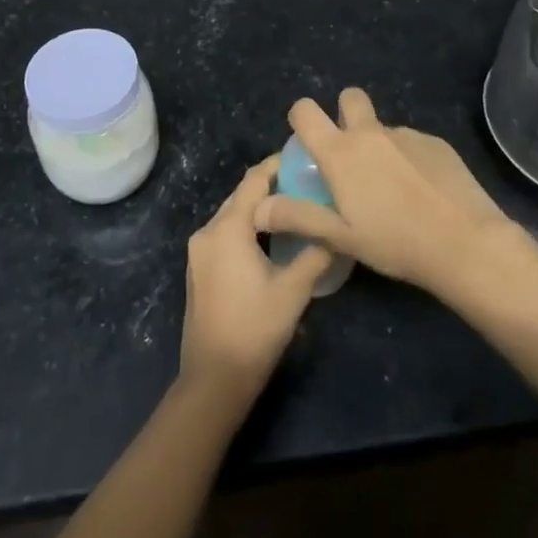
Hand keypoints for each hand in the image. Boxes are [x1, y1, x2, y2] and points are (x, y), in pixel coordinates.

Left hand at [179, 159, 334, 398]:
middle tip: (306, 182)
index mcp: (227, 228)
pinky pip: (225, 234)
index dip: (278, 164)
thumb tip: (338, 229)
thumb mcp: (294, 289)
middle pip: (241, 196)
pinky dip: (247, 227)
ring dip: (259, 208)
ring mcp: (198, 252)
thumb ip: (316, 252)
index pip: (254, 180)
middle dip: (271, 185)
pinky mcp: (199, 270)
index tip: (304, 158)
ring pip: (232, 215)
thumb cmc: (255, 329)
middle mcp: (207, 231)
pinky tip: (271, 237)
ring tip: (294, 206)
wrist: (214, 379)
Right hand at [253, 88, 514, 299]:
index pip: (305, 110)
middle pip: (349, 97)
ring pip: (383, 127)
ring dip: (379, 145)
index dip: (301, 118)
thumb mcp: (340, 237)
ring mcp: (407, 134)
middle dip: (344, 113)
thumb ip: (297, 217)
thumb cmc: (394, 242)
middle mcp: (371, 133)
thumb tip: (258, 207)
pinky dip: (409, 159)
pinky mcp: (437, 143)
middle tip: (350, 153)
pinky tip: (422, 193)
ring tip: (393, 189)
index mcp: (341, 152)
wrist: (465, 243)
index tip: (307, 141)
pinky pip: (412, 143)